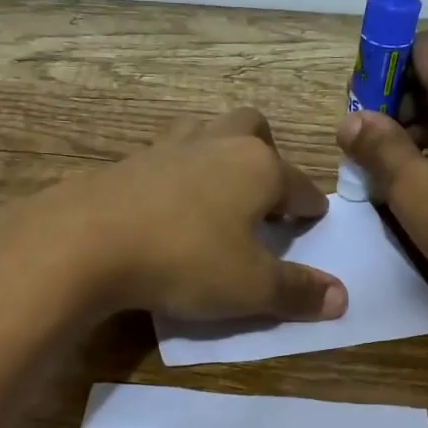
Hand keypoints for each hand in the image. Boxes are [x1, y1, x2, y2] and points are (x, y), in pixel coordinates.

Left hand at [0, 108, 346, 322]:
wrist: (86, 241)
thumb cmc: (185, 259)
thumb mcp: (250, 287)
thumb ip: (298, 291)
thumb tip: (342, 298)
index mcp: (258, 167)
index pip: (300, 185)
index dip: (311, 209)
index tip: (313, 224)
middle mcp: (218, 144)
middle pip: (253, 129)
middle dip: (267, 157)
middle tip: (263, 198)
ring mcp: (169, 147)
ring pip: (207, 132)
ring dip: (220, 155)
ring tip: (218, 195)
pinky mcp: (129, 161)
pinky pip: (167, 157)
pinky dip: (178, 175)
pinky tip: (169, 207)